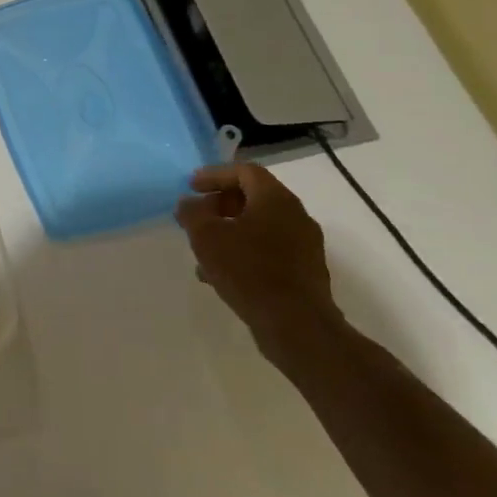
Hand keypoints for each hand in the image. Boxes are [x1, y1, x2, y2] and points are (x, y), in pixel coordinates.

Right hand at [175, 162, 343, 359]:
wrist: (296, 325)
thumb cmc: (248, 270)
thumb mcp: (205, 236)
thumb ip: (192, 212)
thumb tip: (190, 203)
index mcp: (276, 200)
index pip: (245, 171)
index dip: (214, 175)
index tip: (191, 187)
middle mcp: (296, 216)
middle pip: (254, 197)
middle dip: (220, 204)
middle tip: (196, 216)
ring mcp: (305, 246)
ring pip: (260, 226)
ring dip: (230, 230)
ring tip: (203, 249)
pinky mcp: (305, 272)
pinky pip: (269, 251)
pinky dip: (244, 252)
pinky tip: (220, 274)